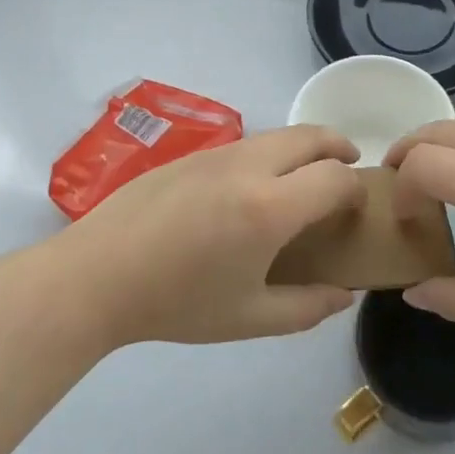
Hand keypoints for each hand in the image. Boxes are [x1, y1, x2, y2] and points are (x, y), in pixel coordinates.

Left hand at [53, 125, 364, 346]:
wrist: (98, 275)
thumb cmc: (178, 303)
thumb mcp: (249, 318)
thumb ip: (307, 307)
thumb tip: (345, 293)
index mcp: (270, 207)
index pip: (336, 178)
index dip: (356, 190)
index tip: (356, 209)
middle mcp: (249, 167)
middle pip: (310, 136)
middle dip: (339, 147)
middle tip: (347, 169)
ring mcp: (216, 154)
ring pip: (276, 135)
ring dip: (302, 147)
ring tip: (303, 178)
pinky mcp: (190, 154)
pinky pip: (245, 144)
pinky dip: (268, 153)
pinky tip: (250, 188)